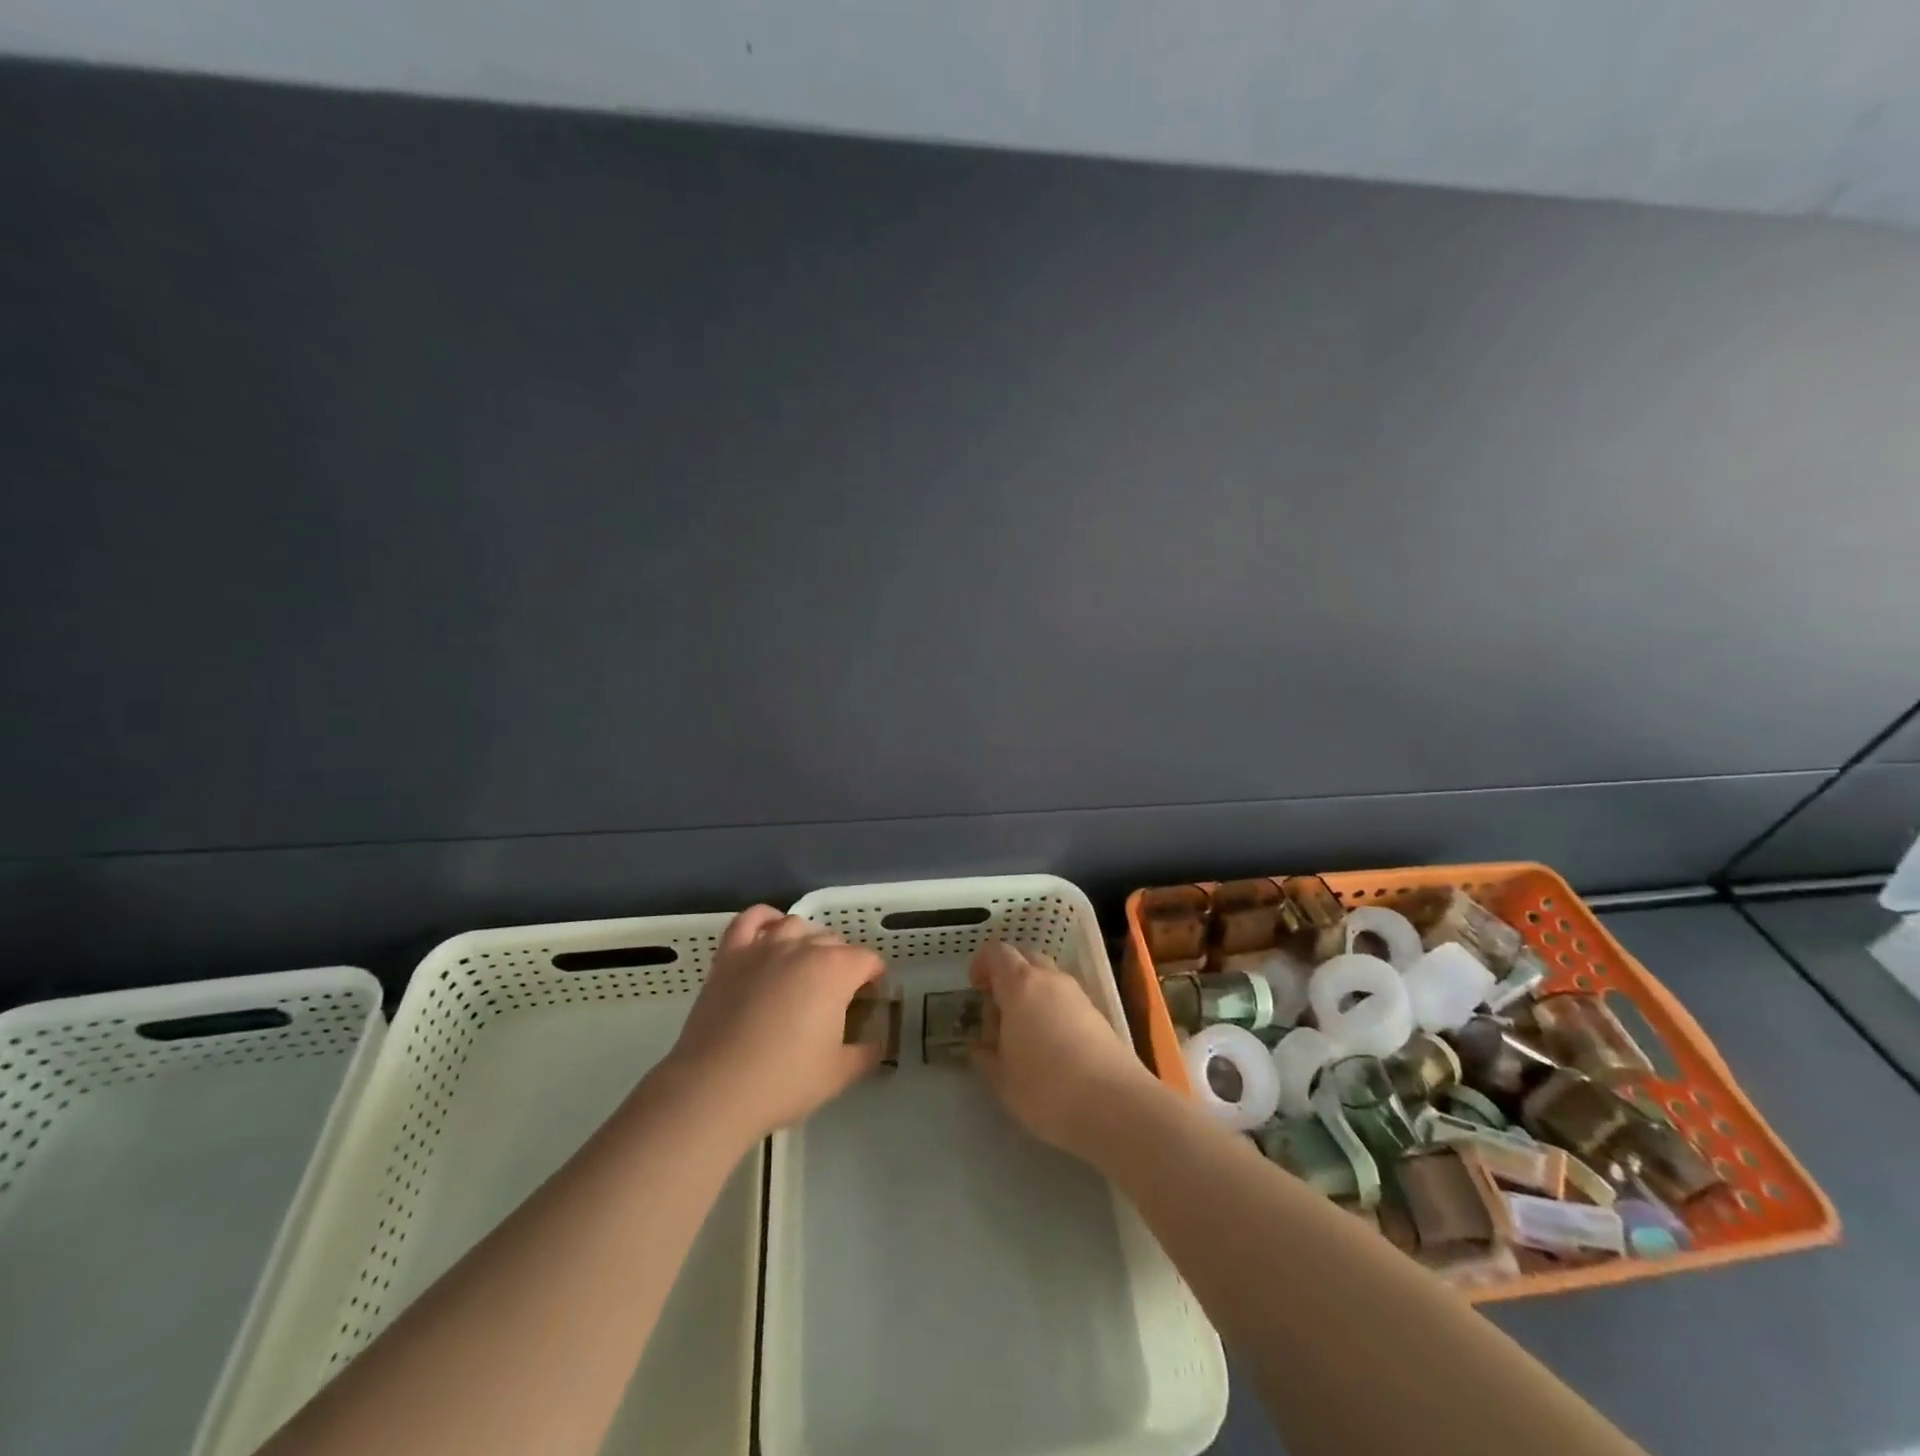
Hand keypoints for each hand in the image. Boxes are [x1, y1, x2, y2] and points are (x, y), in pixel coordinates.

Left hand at [664, 906, 886, 1138]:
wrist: (715, 1089)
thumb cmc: (784, 1080)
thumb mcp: (839, 1074)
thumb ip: (867, 1053)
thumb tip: (876, 1045)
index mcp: (836, 970)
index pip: (867, 961)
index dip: (874, 980)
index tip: (869, 1003)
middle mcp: (802, 948)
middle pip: (833, 942)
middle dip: (843, 963)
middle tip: (837, 997)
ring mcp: (763, 947)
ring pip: (796, 926)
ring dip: (808, 941)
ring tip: (806, 967)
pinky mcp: (730, 956)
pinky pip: (750, 920)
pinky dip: (765, 918)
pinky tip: (771, 931)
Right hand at [968, 941, 1155, 1161]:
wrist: (1114, 1105)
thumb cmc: (1046, 1087)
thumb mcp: (1003, 1079)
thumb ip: (987, 1057)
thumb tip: (980, 1047)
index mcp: (1021, 985)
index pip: (998, 952)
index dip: (983, 963)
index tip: (975, 988)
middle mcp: (1050, 979)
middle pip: (1026, 958)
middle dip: (1008, 976)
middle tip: (998, 1009)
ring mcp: (1078, 994)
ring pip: (1049, 979)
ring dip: (1032, 993)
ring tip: (1023, 1032)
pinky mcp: (1098, 1014)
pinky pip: (1066, 999)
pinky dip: (1053, 1009)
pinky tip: (1050, 1045)